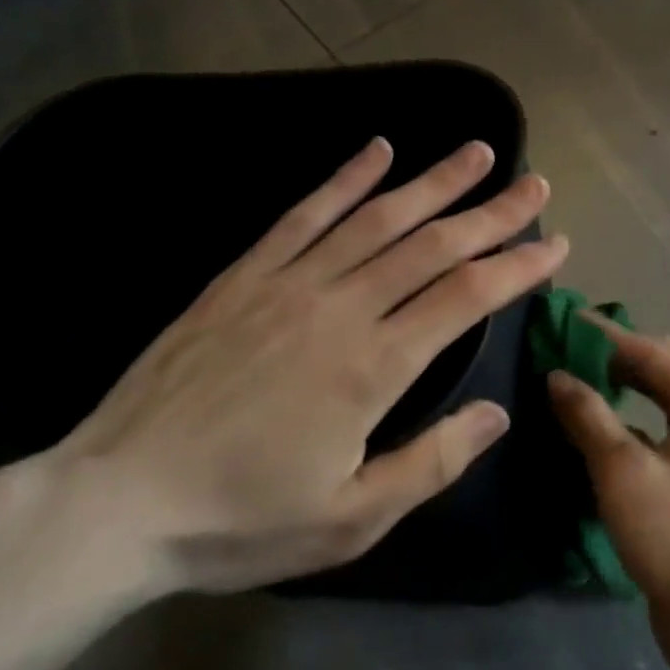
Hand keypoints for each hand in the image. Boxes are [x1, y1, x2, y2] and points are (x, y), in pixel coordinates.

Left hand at [54, 137, 567, 594]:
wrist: (114, 501)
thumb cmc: (239, 519)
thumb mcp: (350, 518)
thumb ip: (432, 462)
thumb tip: (498, 414)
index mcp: (374, 366)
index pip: (466, 298)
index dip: (517, 266)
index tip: (555, 244)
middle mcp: (342, 307)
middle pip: (433, 245)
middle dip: (492, 213)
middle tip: (534, 184)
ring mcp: (290, 282)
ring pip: (378, 218)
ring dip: (434, 182)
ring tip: (476, 153)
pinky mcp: (244, 274)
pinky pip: (305, 214)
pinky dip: (346, 179)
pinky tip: (378, 151)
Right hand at [547, 323, 669, 669]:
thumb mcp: (621, 470)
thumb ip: (589, 417)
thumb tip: (558, 375)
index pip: (654, 353)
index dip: (609, 336)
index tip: (571, 321)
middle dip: (644, 354)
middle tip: (599, 355)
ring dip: (649, 386)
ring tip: (604, 386)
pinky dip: (649, 421)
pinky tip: (617, 437)